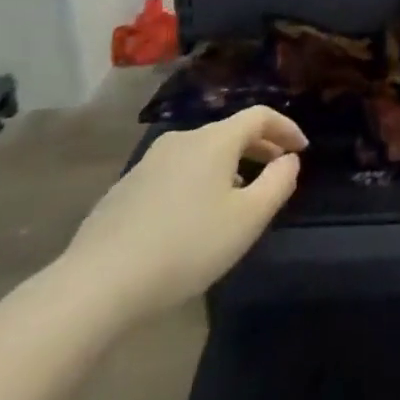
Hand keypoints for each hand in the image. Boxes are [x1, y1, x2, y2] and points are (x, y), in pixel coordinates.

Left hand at [56, 107, 305, 319]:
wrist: (97, 283)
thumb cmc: (185, 247)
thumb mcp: (247, 220)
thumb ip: (277, 184)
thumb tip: (289, 160)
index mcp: (214, 140)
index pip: (259, 116)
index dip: (285, 128)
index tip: (302, 149)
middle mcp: (182, 139)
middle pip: (229, 132)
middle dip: (258, 148)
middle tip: (276, 171)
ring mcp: (149, 162)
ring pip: (201, 154)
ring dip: (227, 167)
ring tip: (237, 198)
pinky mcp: (125, 189)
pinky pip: (175, 173)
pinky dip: (197, 182)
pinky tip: (193, 218)